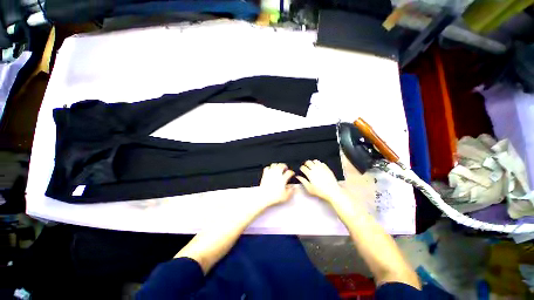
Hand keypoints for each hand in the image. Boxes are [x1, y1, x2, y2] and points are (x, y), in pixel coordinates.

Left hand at [258, 163, 294, 207]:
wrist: (264, 196)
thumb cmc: (273, 197)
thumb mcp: (285, 196)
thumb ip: (290, 191)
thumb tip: (292, 188)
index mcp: (283, 179)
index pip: (289, 172)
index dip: (292, 172)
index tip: (292, 173)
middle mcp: (277, 175)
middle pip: (282, 165)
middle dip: (285, 166)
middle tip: (286, 168)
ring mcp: (270, 174)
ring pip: (274, 165)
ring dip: (277, 165)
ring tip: (279, 167)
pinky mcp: (265, 175)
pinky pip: (267, 168)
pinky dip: (269, 168)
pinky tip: (271, 170)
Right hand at [296, 160, 343, 202]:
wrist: (332, 191)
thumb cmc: (320, 191)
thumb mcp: (309, 188)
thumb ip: (303, 181)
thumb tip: (298, 177)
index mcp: (310, 174)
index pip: (303, 167)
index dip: (301, 168)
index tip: (302, 170)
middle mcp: (315, 169)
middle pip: (308, 162)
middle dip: (306, 164)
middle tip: (306, 167)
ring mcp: (321, 168)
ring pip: (315, 161)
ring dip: (312, 163)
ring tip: (312, 166)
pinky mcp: (327, 168)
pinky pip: (321, 163)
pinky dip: (319, 164)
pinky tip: (319, 168)